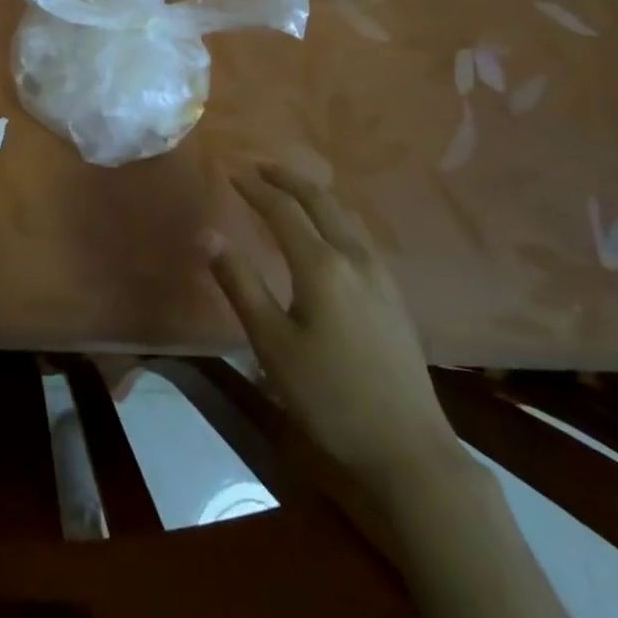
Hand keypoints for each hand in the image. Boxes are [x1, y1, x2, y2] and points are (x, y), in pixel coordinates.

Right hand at [204, 165, 456, 483]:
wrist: (409, 450)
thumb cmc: (330, 397)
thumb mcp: (272, 344)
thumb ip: (240, 284)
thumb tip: (207, 234)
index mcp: (321, 265)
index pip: (282, 210)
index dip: (254, 188)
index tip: (230, 173)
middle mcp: (354, 257)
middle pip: (320, 200)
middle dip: (287, 178)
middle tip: (259, 167)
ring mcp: (380, 274)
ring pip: (344, 214)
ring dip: (313, 193)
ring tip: (289, 189)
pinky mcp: (393, 293)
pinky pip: (358, 233)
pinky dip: (334, 215)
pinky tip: (327, 231)